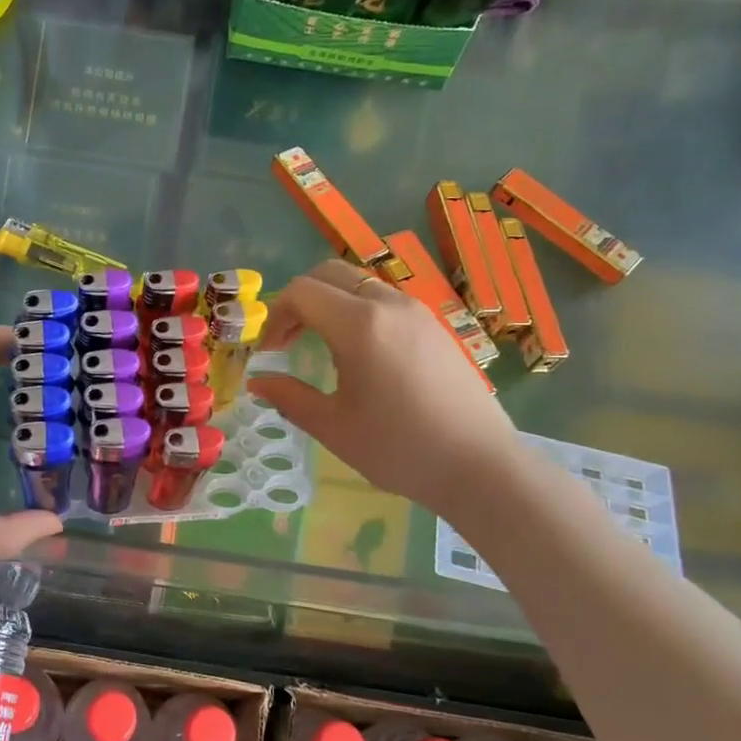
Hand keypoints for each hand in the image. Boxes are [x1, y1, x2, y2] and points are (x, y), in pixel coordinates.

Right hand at [247, 260, 519, 512]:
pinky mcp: (436, 326)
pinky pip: (386, 300)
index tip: (270, 352)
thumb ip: (289, 398)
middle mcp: (389, 304)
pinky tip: (361, 354)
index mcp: (359, 325)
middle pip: (329, 274)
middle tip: (289, 340)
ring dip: (331, 302)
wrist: (480, 466)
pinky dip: (359, 310)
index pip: (301, 292)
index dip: (275, 316)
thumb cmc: (399, 448)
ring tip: (322, 346)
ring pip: (360, 283)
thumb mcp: (333, 427)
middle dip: (299, 300)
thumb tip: (259, 383)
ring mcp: (418, 312)